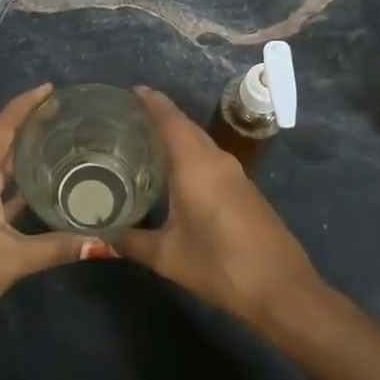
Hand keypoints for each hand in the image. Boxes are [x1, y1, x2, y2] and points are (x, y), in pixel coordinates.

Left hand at [0, 84, 100, 344]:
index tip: (50, 88)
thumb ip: (58, 247)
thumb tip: (105, 243)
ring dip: (15, 151)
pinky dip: (8, 179)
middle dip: (23, 123)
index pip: (1, 127)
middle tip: (59, 113)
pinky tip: (31, 186)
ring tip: (50, 140)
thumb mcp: (13, 259)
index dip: (25, 105)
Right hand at [117, 86, 322, 326]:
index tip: (132, 91)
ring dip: (178, 137)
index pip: (171, 120)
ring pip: (201, 144)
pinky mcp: (246, 191)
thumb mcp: (167, 256)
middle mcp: (217, 161)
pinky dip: (191, 156)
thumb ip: (130, 242)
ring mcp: (236, 175)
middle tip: (129, 119)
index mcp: (196, 166)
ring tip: (146, 143)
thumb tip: (99, 236)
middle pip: (187, 128)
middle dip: (161, 117)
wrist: (280, 288)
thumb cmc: (219, 266)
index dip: (152, 102)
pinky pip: (212, 160)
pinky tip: (175, 174)